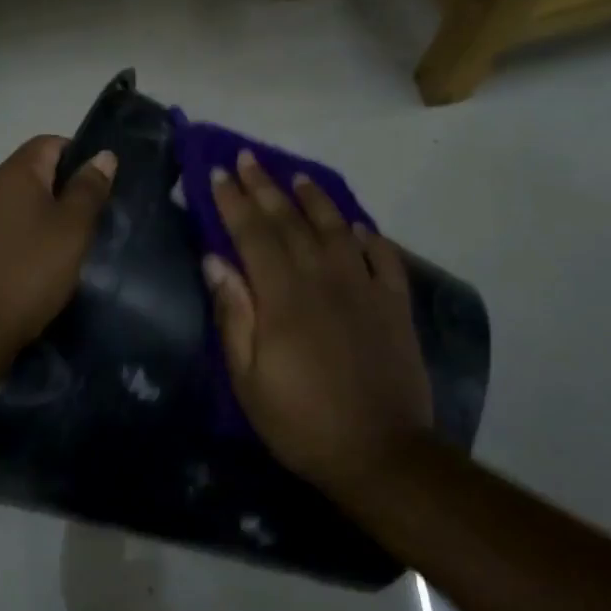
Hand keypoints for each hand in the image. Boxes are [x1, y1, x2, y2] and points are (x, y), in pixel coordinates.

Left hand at [0, 135, 117, 359]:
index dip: (80, 156)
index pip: (50, 142)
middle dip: (67, 188)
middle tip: (95, 217)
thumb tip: (103, 154)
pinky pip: (10, 225)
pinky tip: (46, 261)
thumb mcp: (72, 228)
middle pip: (35, 170)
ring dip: (49, 214)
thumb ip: (89, 189)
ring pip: (23, 201)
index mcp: (15, 172)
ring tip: (74, 242)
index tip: (102, 186)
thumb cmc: (30, 270)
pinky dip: (30, 234)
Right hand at [203, 150, 435, 492]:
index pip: (252, 233)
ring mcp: (365, 288)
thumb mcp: (248, 378)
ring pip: (337, 229)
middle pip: (291, 221)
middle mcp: (324, 278)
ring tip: (298, 176)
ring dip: (315, 199)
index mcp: (283, 296)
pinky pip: (384, 257)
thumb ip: (234, 315)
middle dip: (265, 186)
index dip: (233, 200)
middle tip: (247, 157)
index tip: (217, 171)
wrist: (381, 453)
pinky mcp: (395, 305)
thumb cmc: (300, 421)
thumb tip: (215, 261)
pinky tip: (358, 225)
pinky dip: (370, 236)